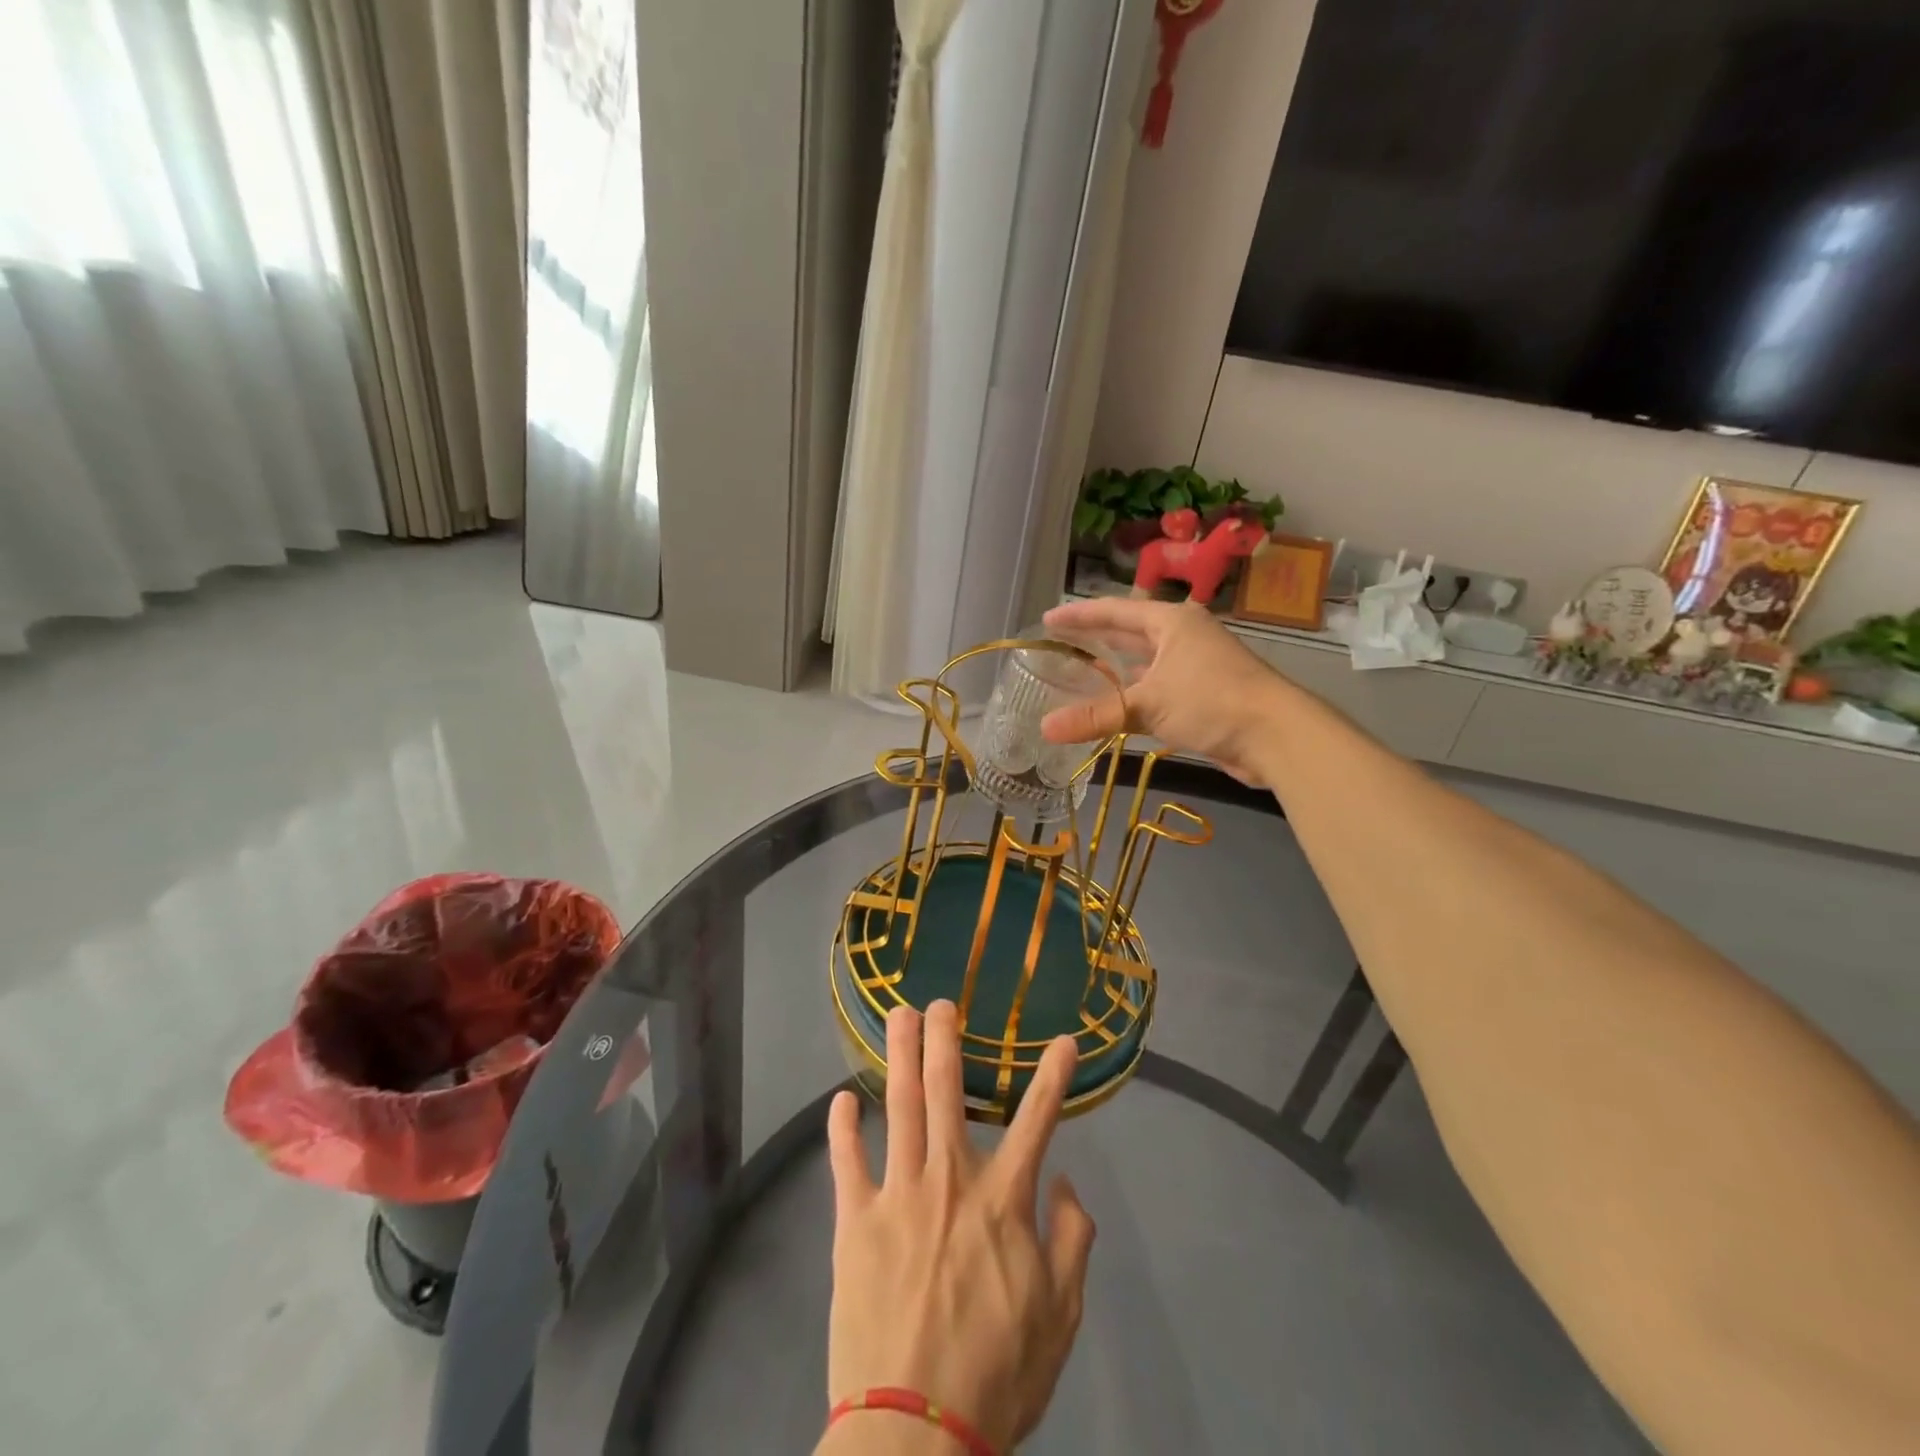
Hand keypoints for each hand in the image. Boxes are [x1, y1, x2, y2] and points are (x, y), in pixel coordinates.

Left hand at [820, 1002, 1094, 1453]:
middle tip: (941, 1002)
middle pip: (947, 1091)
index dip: (1053, 1076)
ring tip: (899, 1016)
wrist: (916, 1434)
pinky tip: (842, 1100)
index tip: (1063, 1039)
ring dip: (900, 1055)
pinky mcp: (854, 1222)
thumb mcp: (1060, 1316)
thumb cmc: (997, 1375)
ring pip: (899, 1106)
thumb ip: (1072, 1241)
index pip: (1037, 1121)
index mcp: (1003, 1200)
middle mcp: (950, 1180)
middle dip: (946, 1040)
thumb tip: (1066, 1182)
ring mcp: (898, 1195)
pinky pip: (847, 1162)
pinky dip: (843, 1128)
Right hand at [1039, 597, 1290, 786]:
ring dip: (1115, 671)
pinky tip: (1114, 708)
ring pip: (1144, 664)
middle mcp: (1183, 637)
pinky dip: (1132, 697)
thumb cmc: (1211, 701)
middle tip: (1061, 645)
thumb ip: (1095, 716)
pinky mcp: (1202, 695)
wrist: (1276, 735)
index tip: (1048, 620)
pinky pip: (1156, 689)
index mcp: (1171, 622)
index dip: (1080, 616)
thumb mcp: (1148, 705)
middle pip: (1130, 633)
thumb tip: (1044, 729)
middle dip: (1096, 639)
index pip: (1115, 611)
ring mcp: (1195, 666)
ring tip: (1079, 675)